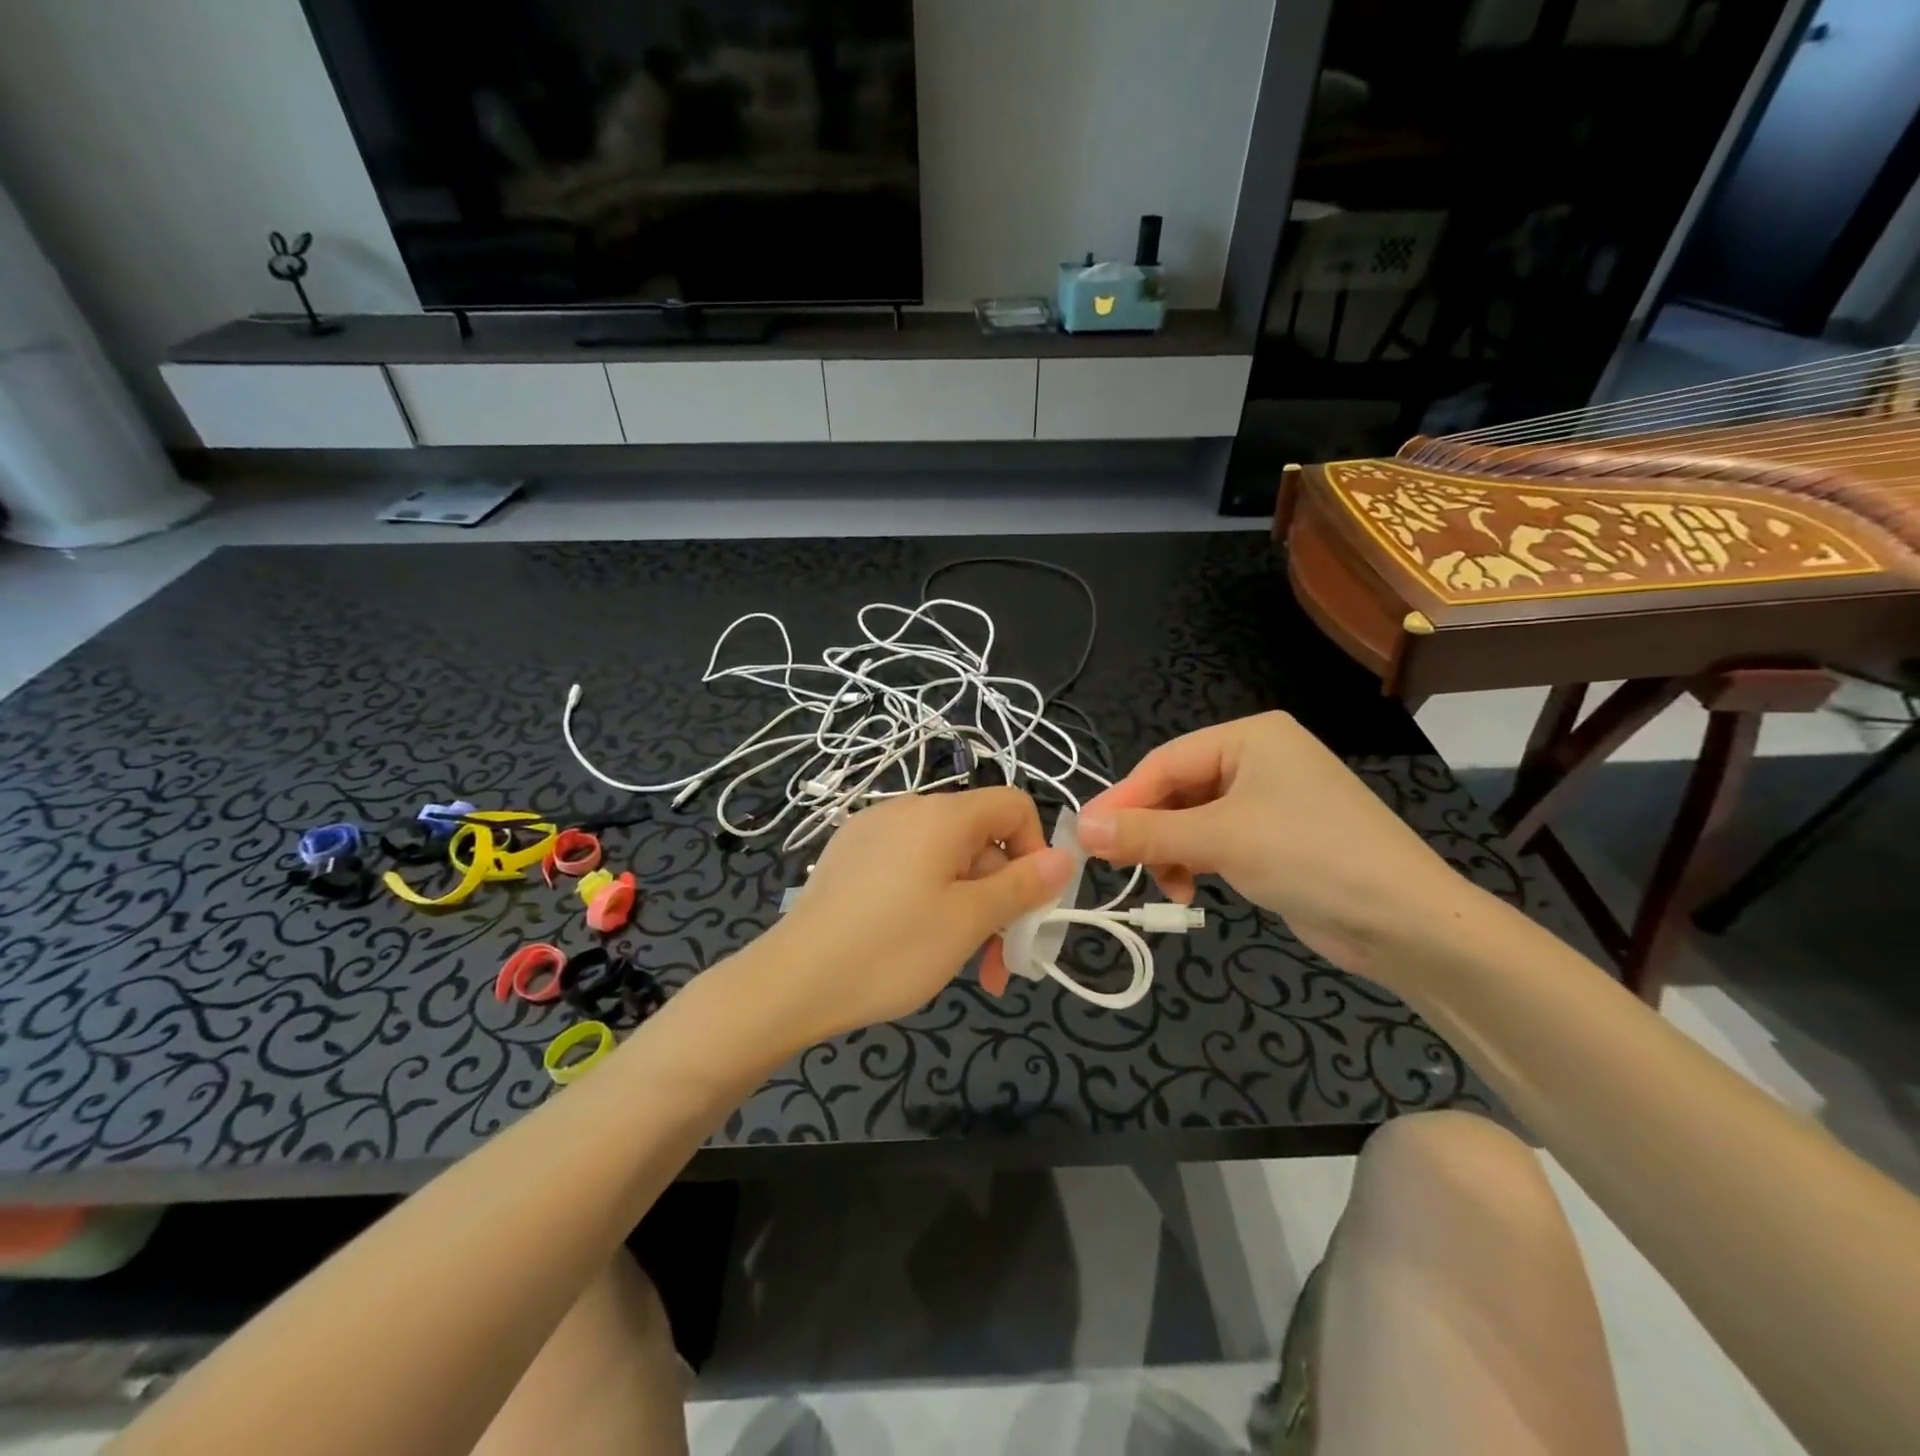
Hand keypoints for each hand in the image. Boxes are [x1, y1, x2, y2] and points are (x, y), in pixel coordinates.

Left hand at [752, 788, 1073, 1042]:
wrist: (792, 982)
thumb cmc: (892, 949)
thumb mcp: (968, 921)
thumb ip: (1022, 886)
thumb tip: (1065, 856)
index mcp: (940, 815)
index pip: (1012, 806)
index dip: (1034, 850)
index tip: (1030, 906)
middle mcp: (906, 810)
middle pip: (978, 839)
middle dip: (1000, 896)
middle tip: (1001, 960)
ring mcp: (872, 832)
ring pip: (944, 861)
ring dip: (968, 907)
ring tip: (966, 965)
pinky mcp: (849, 858)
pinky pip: (909, 868)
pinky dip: (930, 900)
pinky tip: (919, 945)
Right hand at [1076, 712, 1471, 975]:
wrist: (1406, 924)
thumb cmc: (1311, 858)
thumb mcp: (1221, 840)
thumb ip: (1147, 832)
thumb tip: (1079, 827)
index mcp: (1251, 738)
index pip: (1165, 762)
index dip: (1123, 799)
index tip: (1085, 834)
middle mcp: (1258, 760)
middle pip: (1177, 790)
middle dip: (1149, 830)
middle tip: (1116, 865)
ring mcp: (1268, 801)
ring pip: (1192, 819)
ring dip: (1170, 851)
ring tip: (1165, 884)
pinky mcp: (1274, 839)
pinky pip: (1215, 841)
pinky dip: (1195, 862)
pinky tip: (1190, 888)